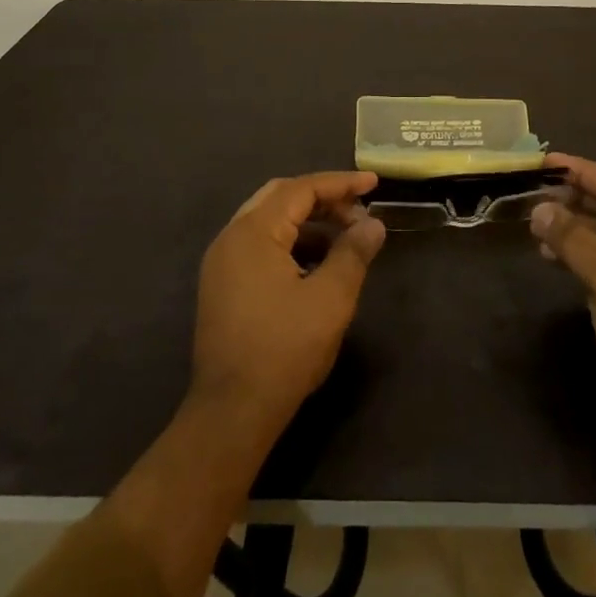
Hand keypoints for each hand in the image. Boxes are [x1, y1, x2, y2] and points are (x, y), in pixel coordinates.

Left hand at [191, 171, 385, 443]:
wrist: (231, 413)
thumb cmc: (284, 349)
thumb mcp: (330, 299)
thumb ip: (353, 253)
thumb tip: (373, 225)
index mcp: (254, 231)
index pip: (301, 189)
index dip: (340, 184)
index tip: (374, 184)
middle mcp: (232, 237)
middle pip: (281, 197)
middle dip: (323, 198)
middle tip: (358, 210)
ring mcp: (222, 262)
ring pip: (269, 221)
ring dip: (307, 221)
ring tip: (344, 237)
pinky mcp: (222, 286)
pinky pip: (259, 245)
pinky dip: (290, 243)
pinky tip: (316, 264)